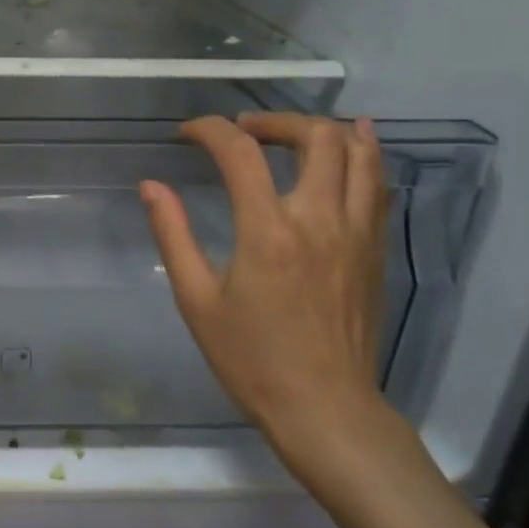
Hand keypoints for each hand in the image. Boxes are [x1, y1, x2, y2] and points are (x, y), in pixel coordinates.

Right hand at [140, 113, 391, 474]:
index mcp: (269, 231)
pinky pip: (377, 184)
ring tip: (292, 132)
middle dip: (274, 119)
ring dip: (325, 129)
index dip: (210, 130)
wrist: (324, 408)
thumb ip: (173, 235)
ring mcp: (357, 232)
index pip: (241, 153)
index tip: (186, 133)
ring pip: (361, 153)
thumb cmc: (251, 359)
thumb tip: (151, 186)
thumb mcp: (197, 300)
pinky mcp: (375, 249)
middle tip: (243, 130)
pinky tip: (348, 148)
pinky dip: (363, 155)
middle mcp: (320, 219)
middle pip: (316, 136)